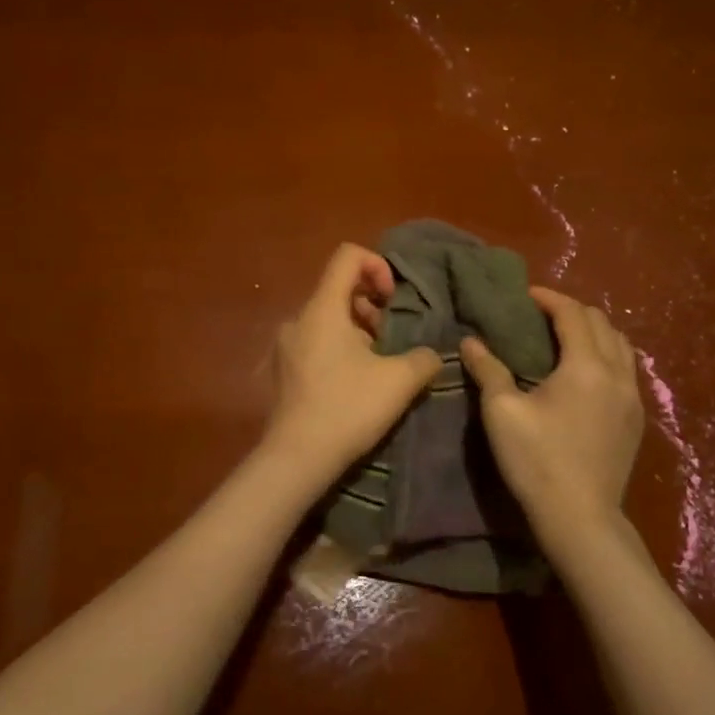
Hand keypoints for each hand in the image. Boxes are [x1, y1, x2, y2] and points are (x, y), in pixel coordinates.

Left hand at [262, 244, 441, 484]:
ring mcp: (285, 346)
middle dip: (371, 306)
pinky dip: (337, 350)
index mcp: (322, 309)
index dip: (377, 265)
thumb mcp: (398, 382)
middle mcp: (298, 319)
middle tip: (391, 338)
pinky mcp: (281, 371)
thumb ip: (423, 359)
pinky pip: (313, 344)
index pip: (347, 256)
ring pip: (327, 320)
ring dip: (356, 331)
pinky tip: (352, 384)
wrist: (296, 458)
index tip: (393, 299)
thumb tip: (432, 355)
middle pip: (338, 289)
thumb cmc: (348, 408)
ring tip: (377, 365)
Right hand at [460, 288, 643, 545]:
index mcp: (586, 366)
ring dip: (594, 332)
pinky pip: (627, 370)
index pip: (573, 313)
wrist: (581, 519)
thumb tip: (470, 341)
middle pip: (602, 323)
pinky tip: (586, 373)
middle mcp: (617, 374)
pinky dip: (607, 355)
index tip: (526, 295)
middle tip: (541, 314)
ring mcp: (632, 398)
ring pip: (621, 345)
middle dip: (572, 311)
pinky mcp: (636, 420)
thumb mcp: (502, 412)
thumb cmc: (537, 461)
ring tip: (565, 338)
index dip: (549, 298)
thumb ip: (488, 370)